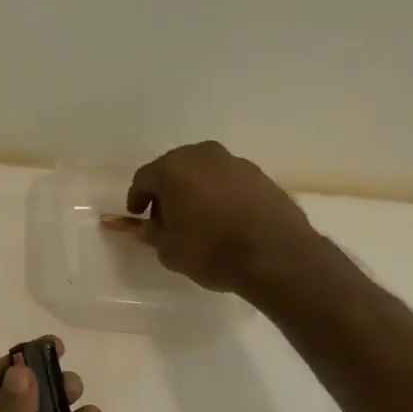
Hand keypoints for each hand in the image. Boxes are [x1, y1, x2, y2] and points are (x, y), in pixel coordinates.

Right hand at [127, 141, 330, 300]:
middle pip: (174, 168)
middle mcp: (202, 156)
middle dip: (166, 190)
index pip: (144, 178)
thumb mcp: (168, 250)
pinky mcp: (260, 175)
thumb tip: (149, 226)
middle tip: (164, 215)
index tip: (137, 215)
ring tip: (195, 217)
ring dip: (194, 190)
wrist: (275, 255)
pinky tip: (222, 217)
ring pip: (203, 172)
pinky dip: (219, 194)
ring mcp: (234, 162)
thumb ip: (153, 233)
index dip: (137, 198)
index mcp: (172, 169)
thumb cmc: (210, 250)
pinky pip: (227, 181)